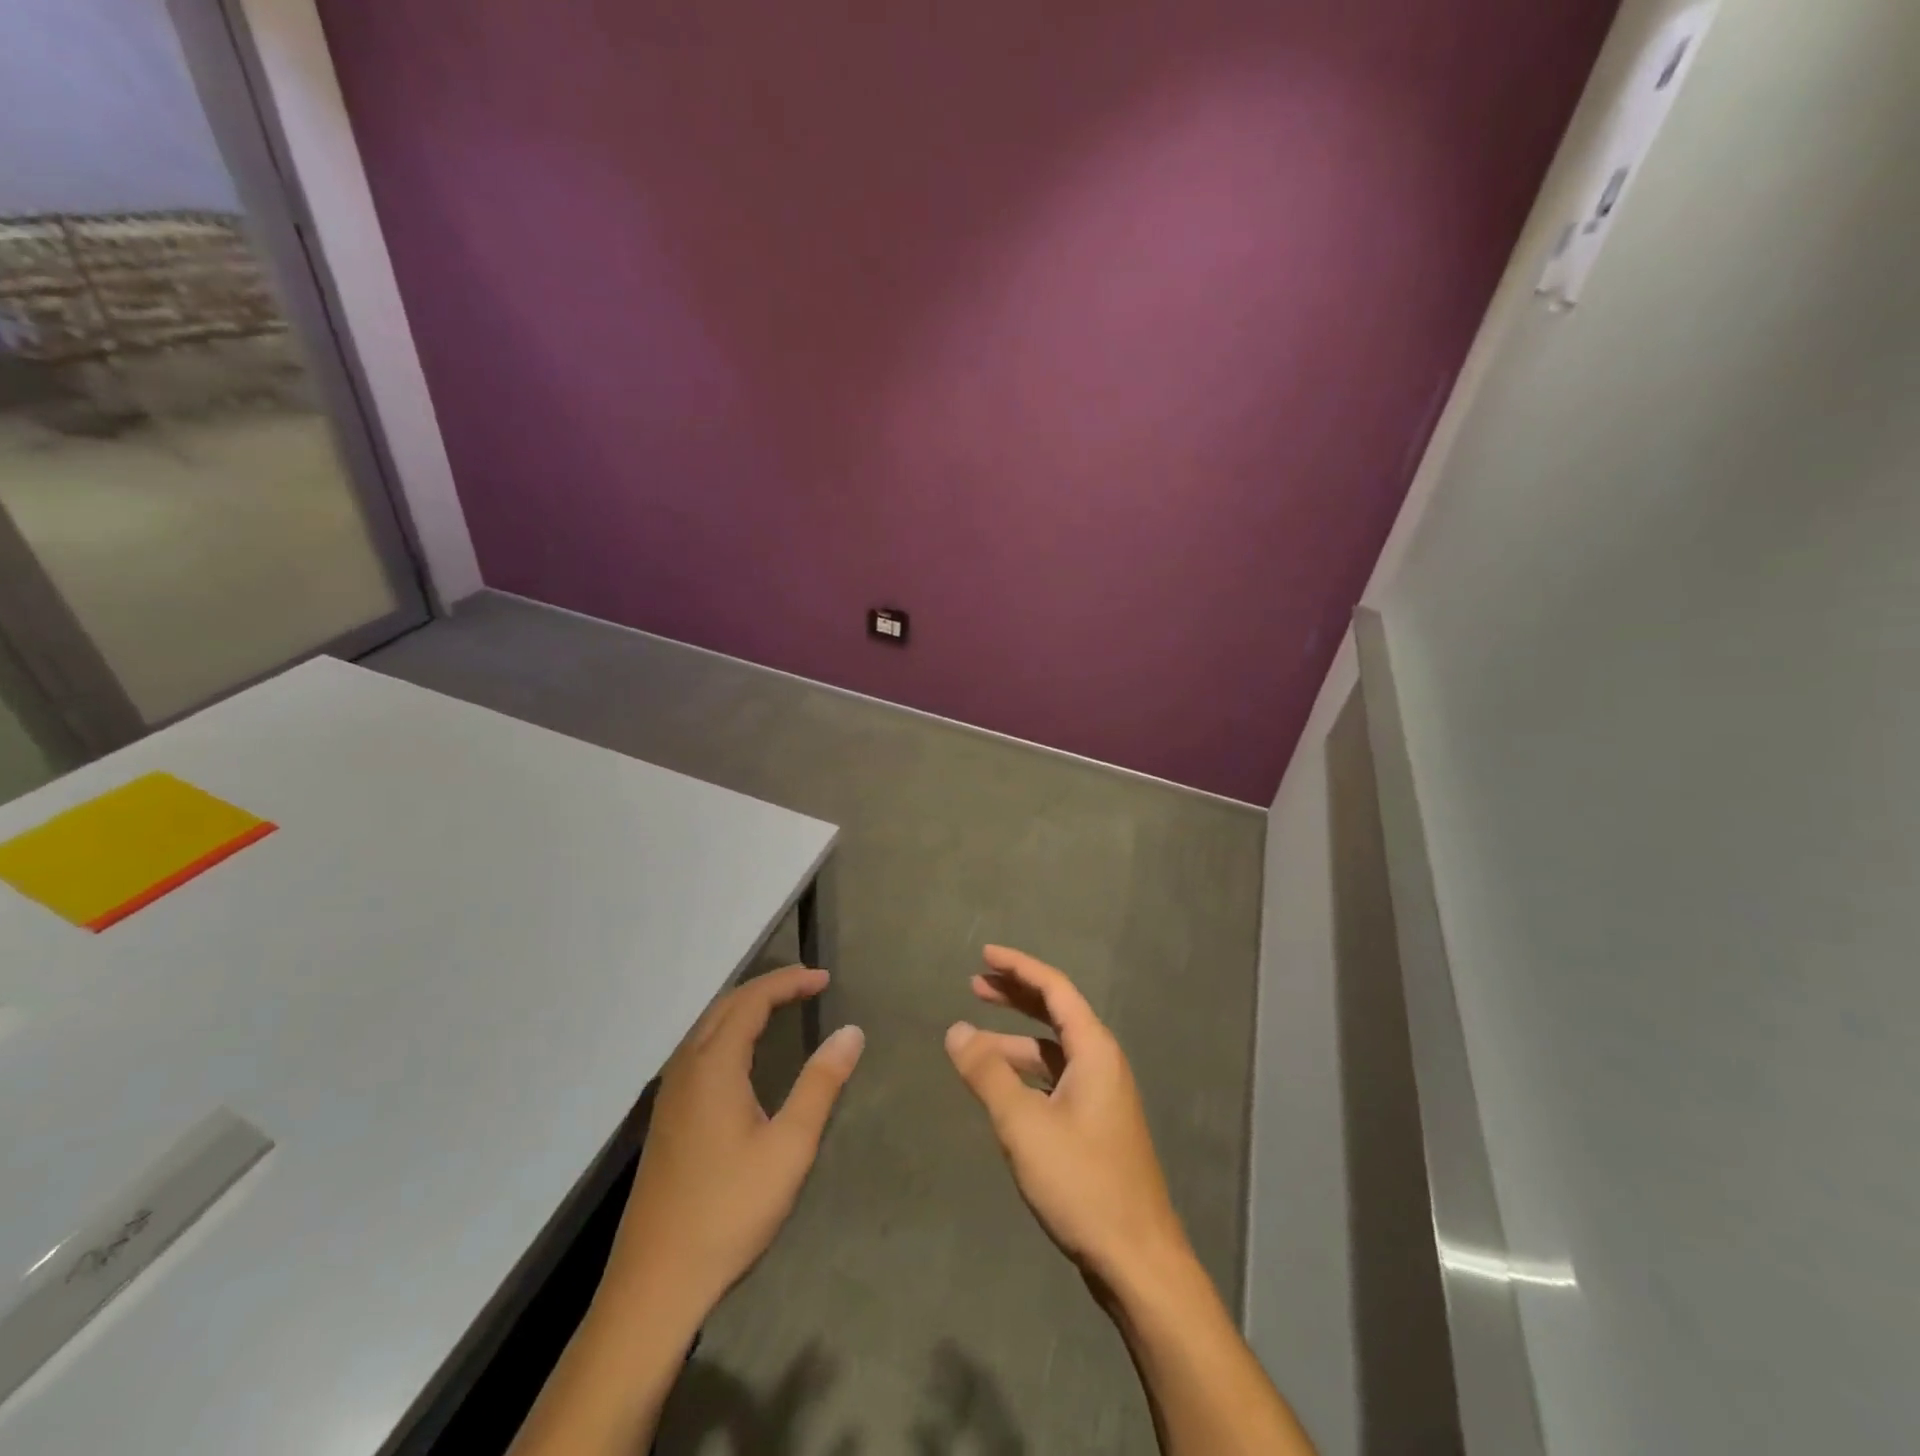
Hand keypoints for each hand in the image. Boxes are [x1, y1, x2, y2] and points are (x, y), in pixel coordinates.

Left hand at [598, 966, 864, 1327]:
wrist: (654, 1284)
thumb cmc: (729, 1211)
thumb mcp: (789, 1147)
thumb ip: (820, 1084)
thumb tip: (851, 1031)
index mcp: (713, 1066)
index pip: (752, 1000)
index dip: (789, 982)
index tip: (825, 979)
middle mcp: (686, 1068)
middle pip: (726, 1006)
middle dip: (768, 987)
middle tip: (808, 986)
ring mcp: (670, 1094)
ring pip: (708, 1027)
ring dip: (745, 1007)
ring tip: (783, 1007)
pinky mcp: (666, 1119)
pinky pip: (699, 1051)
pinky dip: (729, 1032)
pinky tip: (744, 1055)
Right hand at [945, 946, 1188, 1288]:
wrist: (1138, 1260)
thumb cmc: (1082, 1183)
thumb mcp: (1024, 1125)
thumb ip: (987, 1074)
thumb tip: (955, 1031)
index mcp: (1094, 1050)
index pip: (1055, 989)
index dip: (1019, 967)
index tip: (984, 954)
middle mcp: (1102, 1063)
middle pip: (1055, 1013)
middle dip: (1015, 996)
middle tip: (974, 985)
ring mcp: (1102, 1095)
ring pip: (1053, 1051)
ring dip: (1014, 1040)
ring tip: (972, 1043)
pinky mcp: (1096, 1125)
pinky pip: (1055, 1079)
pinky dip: (1025, 1072)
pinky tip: (1000, 1088)